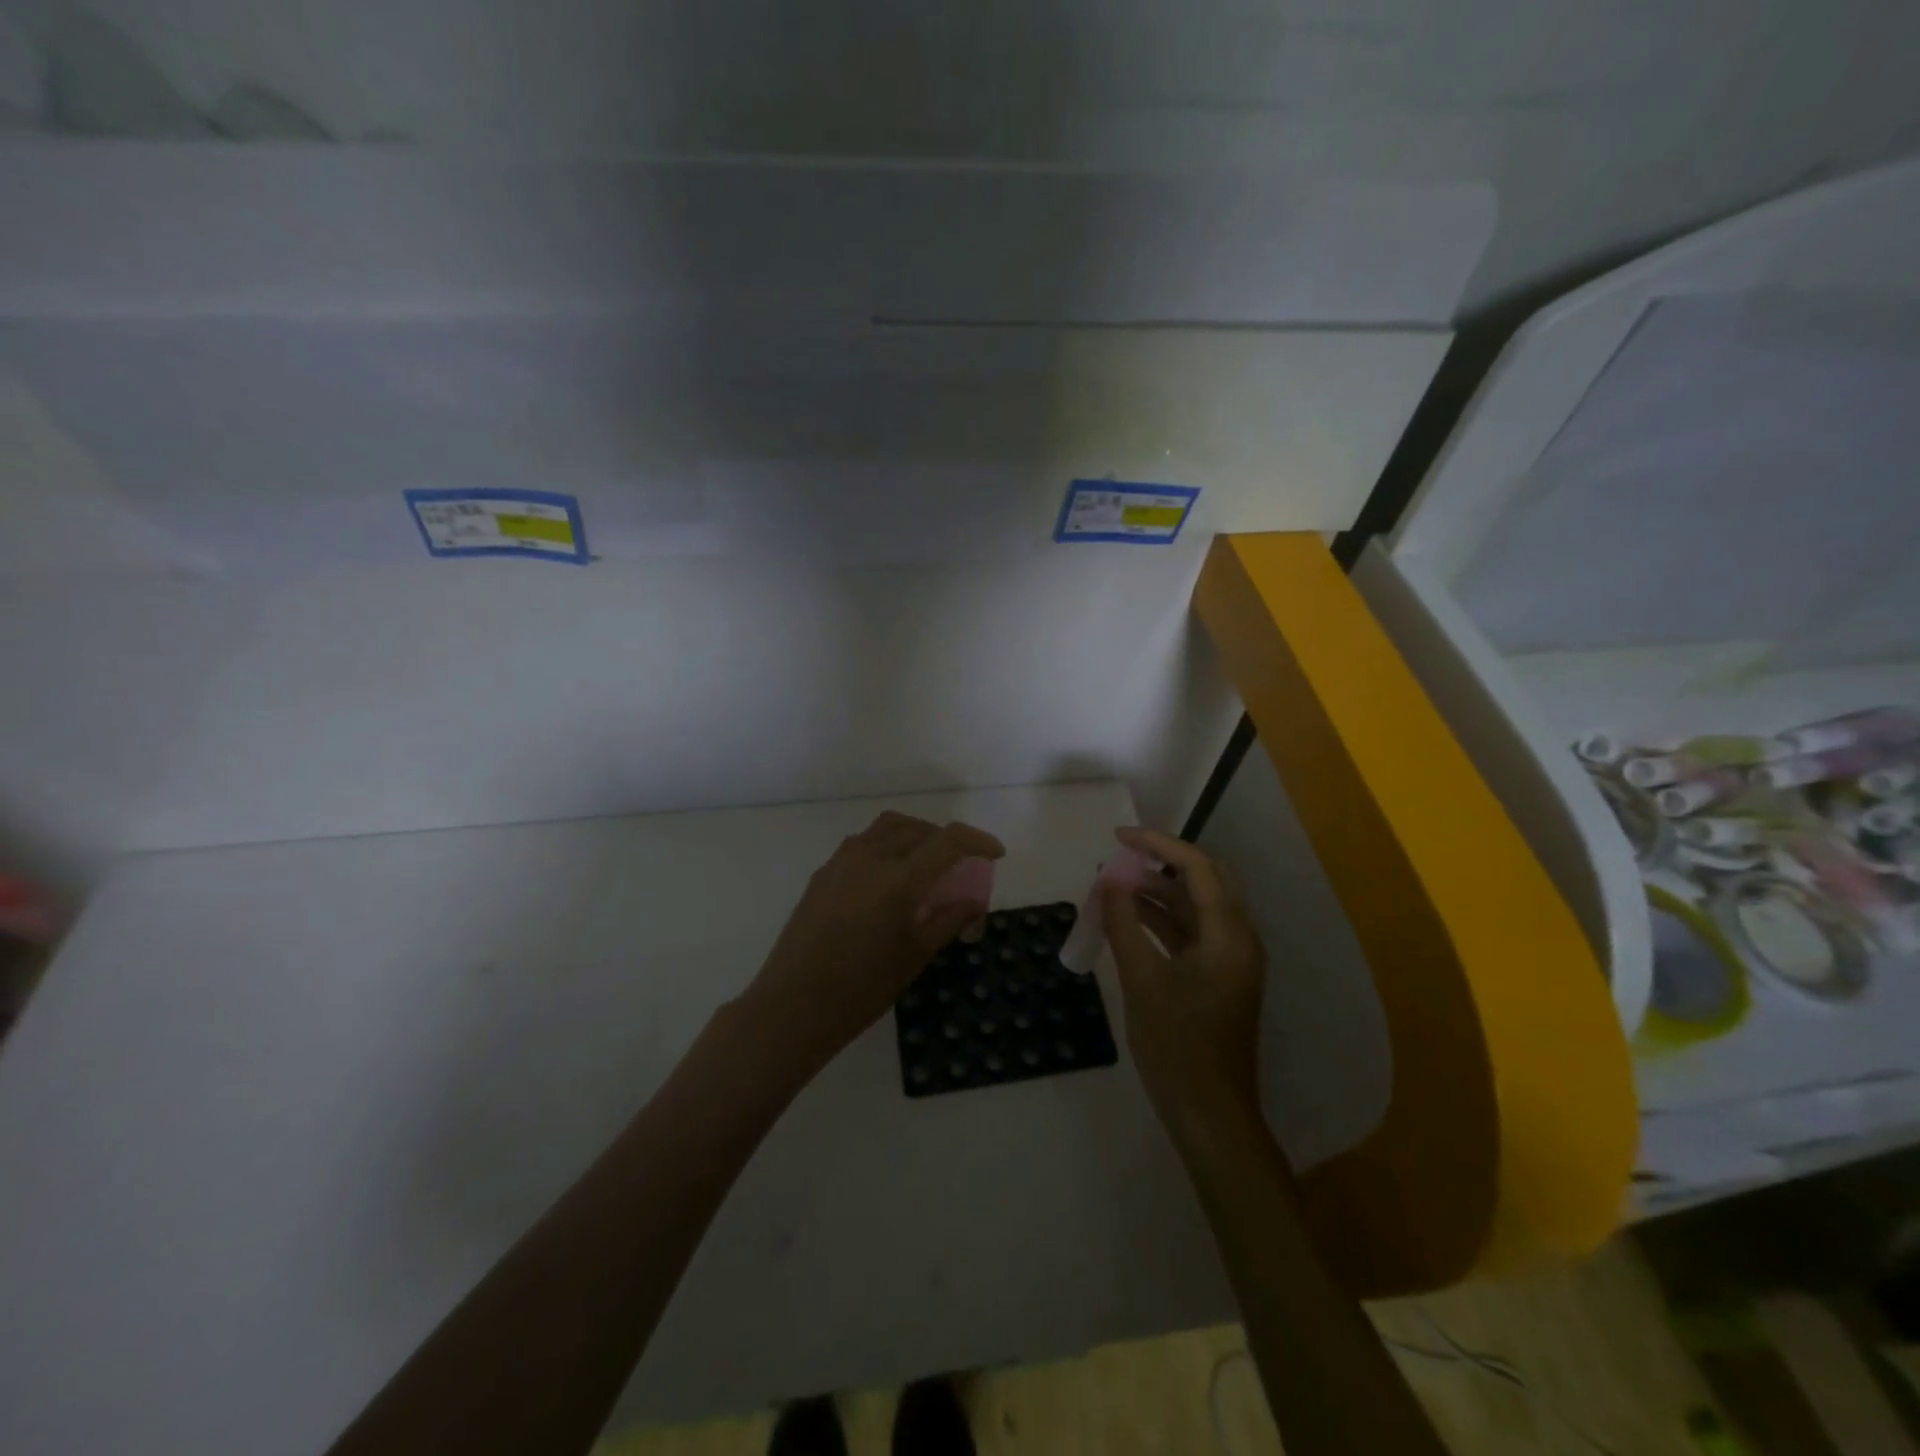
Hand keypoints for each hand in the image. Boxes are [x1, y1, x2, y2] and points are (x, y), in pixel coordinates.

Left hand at [740, 812, 1004, 1074]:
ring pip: (887, 828)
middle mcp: (870, 857)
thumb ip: (947, 921)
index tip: (995, 854)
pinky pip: (863, 843)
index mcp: (899, 879)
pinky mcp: (823, 873)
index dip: (977, 841)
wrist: (792, 1005)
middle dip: (945, 840)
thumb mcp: (914, 956)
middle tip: (960, 865)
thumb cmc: (861, 988)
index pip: (948, 840)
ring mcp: (842, 862)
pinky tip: (889, 879)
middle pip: (918, 828)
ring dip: (914, 836)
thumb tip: (973, 902)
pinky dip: (887, 846)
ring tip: (926, 865)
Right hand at [1101, 828, 1266, 1134]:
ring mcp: (1231, 958)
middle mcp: (1239, 938)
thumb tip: (1108, 880)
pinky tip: (1129, 916)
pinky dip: (1163, 918)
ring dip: (1160, 890)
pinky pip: (1192, 931)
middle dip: (1164, 861)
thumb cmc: (1177, 1047)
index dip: (1158, 844)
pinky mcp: (1219, 976)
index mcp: (1229, 935)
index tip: (1117, 837)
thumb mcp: (1142, 981)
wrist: (1210, 1114)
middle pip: (1207, 879)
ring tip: (1115, 883)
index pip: (1198, 867)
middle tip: (1122, 855)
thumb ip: (1124, 924)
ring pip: (1198, 905)